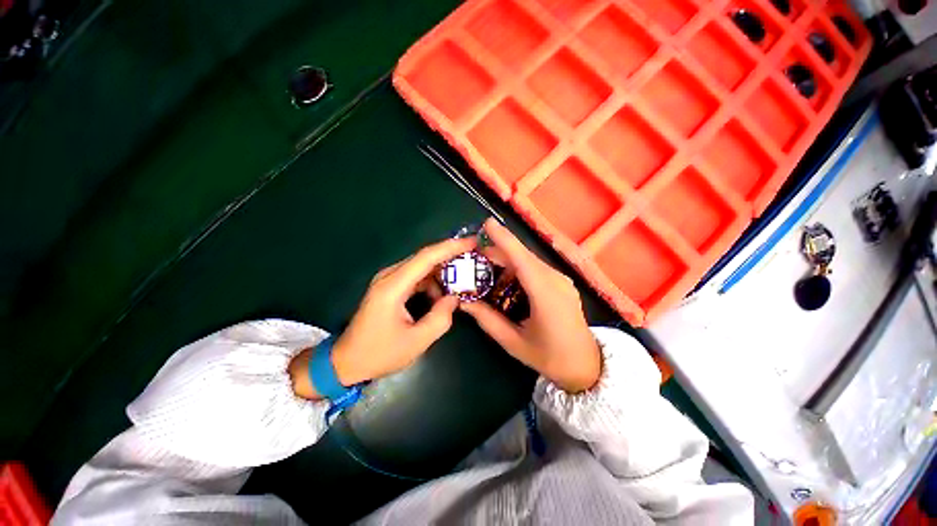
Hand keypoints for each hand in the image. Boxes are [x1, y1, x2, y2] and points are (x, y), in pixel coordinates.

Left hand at [290, 237, 475, 399]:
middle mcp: (389, 276)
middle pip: (424, 258)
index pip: (426, 257)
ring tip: (461, 282)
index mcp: (393, 286)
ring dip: (441, 273)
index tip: (473, 242)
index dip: (451, 247)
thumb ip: (440, 318)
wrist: (345, 362)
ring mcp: (387, 280)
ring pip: (421, 267)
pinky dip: (431, 282)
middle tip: (473, 259)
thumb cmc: (379, 353)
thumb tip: (454, 298)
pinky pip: (415, 277)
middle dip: (450, 256)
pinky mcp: (389, 287)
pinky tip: (441, 294)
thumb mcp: (416, 341)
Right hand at [460, 218, 600, 392]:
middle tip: (475, 256)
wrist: (586, 366)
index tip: (487, 223)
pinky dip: (518, 269)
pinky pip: (537, 269)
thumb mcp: (513, 343)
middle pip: (523, 257)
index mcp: (546, 295)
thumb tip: (464, 302)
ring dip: (507, 261)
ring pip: (529, 261)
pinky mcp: (562, 283)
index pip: (522, 260)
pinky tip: (507, 280)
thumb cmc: (549, 357)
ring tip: (487, 269)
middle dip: (498, 251)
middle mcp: (556, 281)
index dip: (504, 239)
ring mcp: (562, 281)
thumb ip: (487, 320)